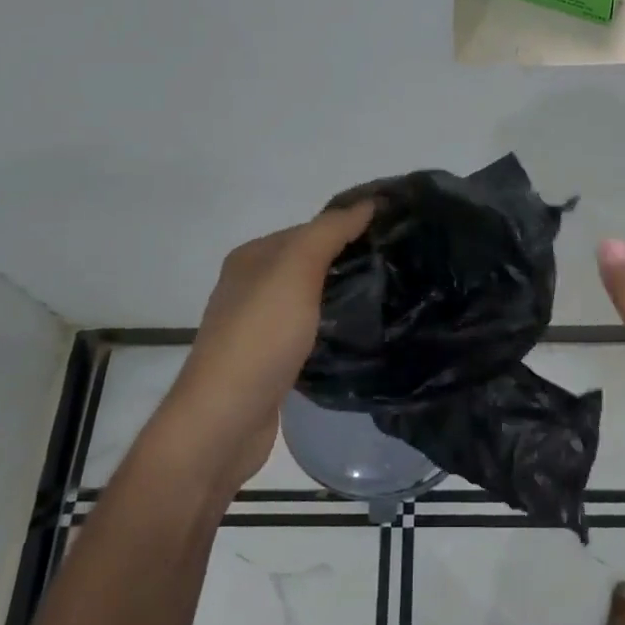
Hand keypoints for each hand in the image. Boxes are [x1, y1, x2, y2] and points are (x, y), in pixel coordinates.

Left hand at [141, 203, 374, 499]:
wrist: (224, 421)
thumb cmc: (260, 337)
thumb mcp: (295, 271)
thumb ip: (329, 233)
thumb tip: (367, 203)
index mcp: (252, 257)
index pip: (311, 229)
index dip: (349, 227)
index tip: (395, 234)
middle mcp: (251, 286)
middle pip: (310, 263)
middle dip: (349, 262)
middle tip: (400, 266)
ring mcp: (258, 326)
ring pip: (310, 299)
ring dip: (342, 296)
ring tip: (389, 297)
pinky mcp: (270, 361)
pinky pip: (308, 332)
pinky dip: (332, 328)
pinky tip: (359, 335)